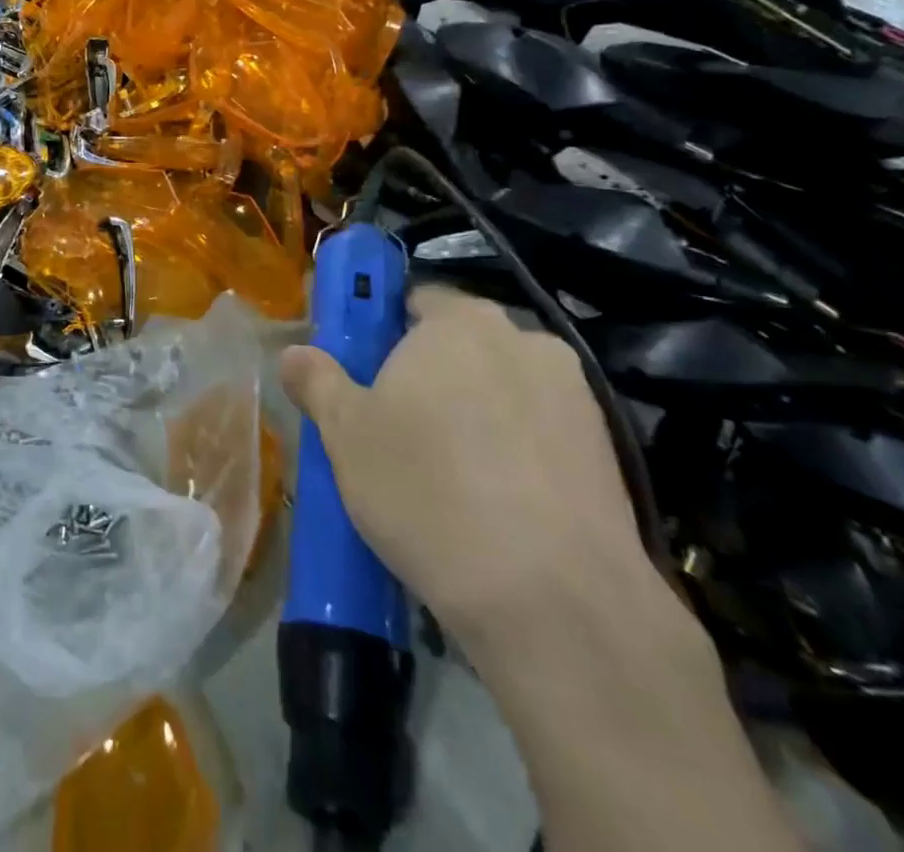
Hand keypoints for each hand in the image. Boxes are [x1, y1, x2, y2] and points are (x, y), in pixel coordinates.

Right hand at [279, 285, 649, 640]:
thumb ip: (316, 381)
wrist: (556, 603)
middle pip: (461, 344)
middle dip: (431, 375)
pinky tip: (498, 506)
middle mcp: (524, 340)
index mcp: (459, 322)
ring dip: (476, 413)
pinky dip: (518, 453)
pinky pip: (542, 434)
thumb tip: (294, 353)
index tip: (366, 375)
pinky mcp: (609, 453)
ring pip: (504, 390)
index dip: (383, 332)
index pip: (414, 299)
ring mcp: (576, 396)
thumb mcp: (345, 434)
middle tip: (397, 428)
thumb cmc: (428, 491)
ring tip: (450, 476)